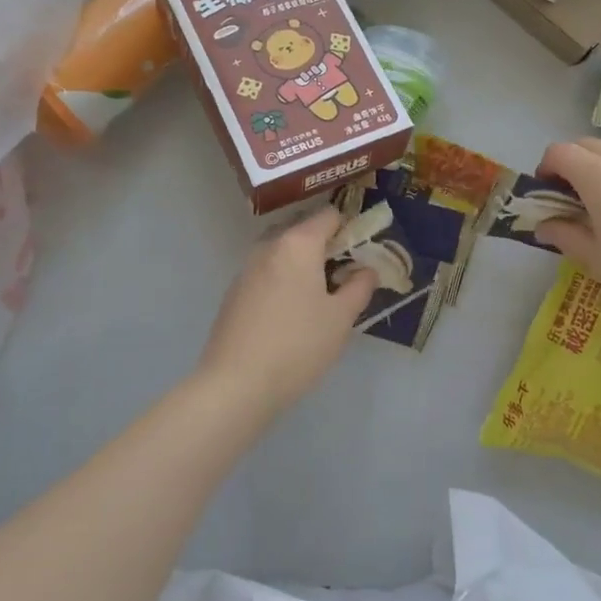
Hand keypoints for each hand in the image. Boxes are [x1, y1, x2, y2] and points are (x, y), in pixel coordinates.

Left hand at [197, 208, 377, 412]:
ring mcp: (246, 269)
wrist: (236, 384)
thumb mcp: (341, 318)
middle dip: (326, 248)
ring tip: (319, 300)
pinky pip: (266, 274)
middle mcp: (269, 247)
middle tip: (344, 279)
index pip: (329, 216)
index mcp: (298, 244)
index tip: (362, 256)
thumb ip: (359, 286)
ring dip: (303, 266)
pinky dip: (283, 282)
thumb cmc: (298, 345)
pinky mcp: (234, 293)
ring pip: (283, 254)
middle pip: (304, 232)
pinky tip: (290, 316)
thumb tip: (366, 270)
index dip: (350, 230)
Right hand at [535, 138, 600, 331]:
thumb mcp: (595, 257)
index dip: (545, 170)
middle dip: (568, 165)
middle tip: (566, 201)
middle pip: (584, 146)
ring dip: (593, 169)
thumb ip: (564, 234)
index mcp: (598, 175)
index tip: (544, 196)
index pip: (559, 153)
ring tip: (595, 208)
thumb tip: (544, 225)